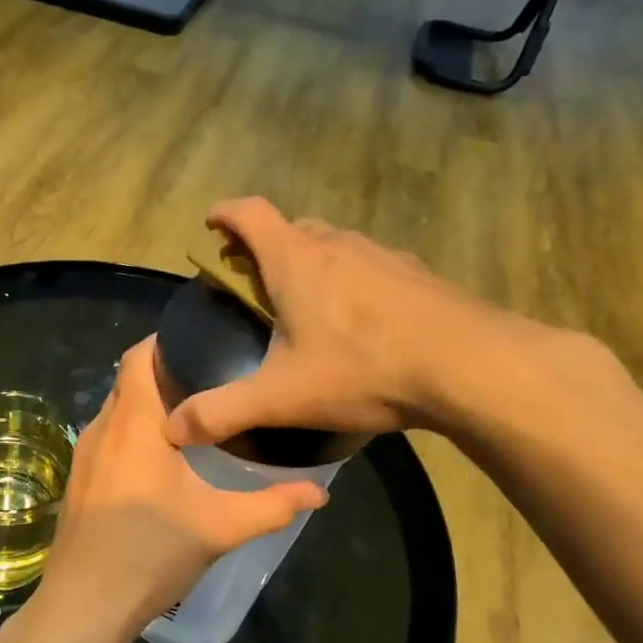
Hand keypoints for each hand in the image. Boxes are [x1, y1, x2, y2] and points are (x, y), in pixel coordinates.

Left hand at [31, 338, 328, 642]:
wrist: (84, 606)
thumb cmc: (151, 553)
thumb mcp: (221, 526)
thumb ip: (273, 505)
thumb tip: (321, 493)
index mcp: (133, 422)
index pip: (139, 356)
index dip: (166, 341)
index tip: (204, 343)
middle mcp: (101, 427)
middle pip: (128, 381)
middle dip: (164, 375)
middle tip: (212, 381)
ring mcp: (82, 455)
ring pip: (117, 412)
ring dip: (148, 407)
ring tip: (193, 417)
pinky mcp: (77, 480)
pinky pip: (107, 438)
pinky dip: (132, 434)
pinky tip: (160, 461)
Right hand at [165, 197, 555, 446]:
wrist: (470, 366)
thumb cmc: (363, 369)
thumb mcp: (283, 397)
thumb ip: (224, 411)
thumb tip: (173, 429)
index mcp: (296, 260)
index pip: (249, 213)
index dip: (224, 214)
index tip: (211, 225)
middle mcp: (337, 245)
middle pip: (291, 228)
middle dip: (265, 246)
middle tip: (253, 281)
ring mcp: (382, 256)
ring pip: (334, 245)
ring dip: (312, 262)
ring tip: (307, 305)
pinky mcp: (417, 274)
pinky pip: (371, 266)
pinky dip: (352, 281)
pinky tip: (362, 323)